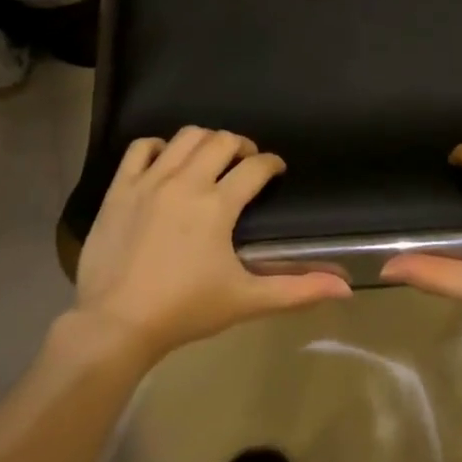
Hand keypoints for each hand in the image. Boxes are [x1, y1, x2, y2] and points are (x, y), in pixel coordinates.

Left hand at [74, 126, 351, 362]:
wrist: (115, 324)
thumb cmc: (185, 310)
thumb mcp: (246, 301)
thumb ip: (297, 290)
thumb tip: (345, 288)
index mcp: (218, 204)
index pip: (256, 167)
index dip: (272, 164)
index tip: (277, 170)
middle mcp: (186, 181)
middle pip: (222, 141)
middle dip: (242, 146)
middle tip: (246, 164)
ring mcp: (150, 181)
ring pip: (185, 137)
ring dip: (205, 141)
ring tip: (210, 159)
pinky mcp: (120, 188)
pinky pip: (140, 148)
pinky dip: (157, 147)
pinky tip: (165, 161)